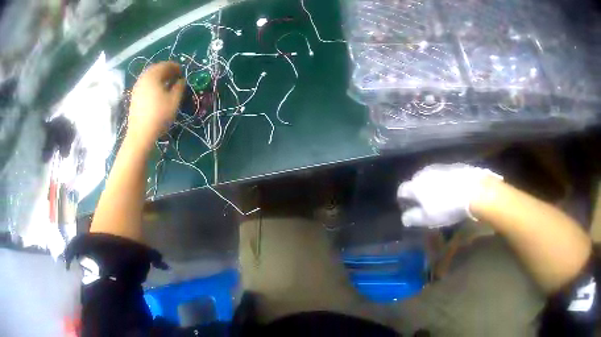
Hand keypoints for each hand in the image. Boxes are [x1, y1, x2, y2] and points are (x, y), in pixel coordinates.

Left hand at [127, 62, 183, 148]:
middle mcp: (143, 78)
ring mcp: (137, 87)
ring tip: (167, 84)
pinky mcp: (134, 96)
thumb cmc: (159, 115)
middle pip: (156, 68)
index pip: (166, 65)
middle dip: (167, 70)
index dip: (176, 67)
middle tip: (175, 76)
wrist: (140, 134)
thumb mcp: (174, 101)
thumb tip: (181, 80)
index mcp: (153, 75)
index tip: (182, 73)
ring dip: (159, 77)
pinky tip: (158, 92)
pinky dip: (153, 83)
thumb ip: (179, 87)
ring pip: (150, 76)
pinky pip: (145, 83)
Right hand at [397, 163, 501, 227]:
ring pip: (431, 177)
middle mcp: (425, 173)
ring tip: (439, 197)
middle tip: (424, 204)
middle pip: (416, 181)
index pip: (402, 190)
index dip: (403, 199)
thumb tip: (404, 218)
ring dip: (432, 186)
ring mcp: (440, 167)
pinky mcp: (454, 166)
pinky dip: (444, 182)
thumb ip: (413, 218)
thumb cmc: (447, 207)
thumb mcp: (428, 219)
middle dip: (417, 191)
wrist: (474, 190)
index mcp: (416, 185)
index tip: (408, 207)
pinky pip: (444, 175)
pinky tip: (452, 190)